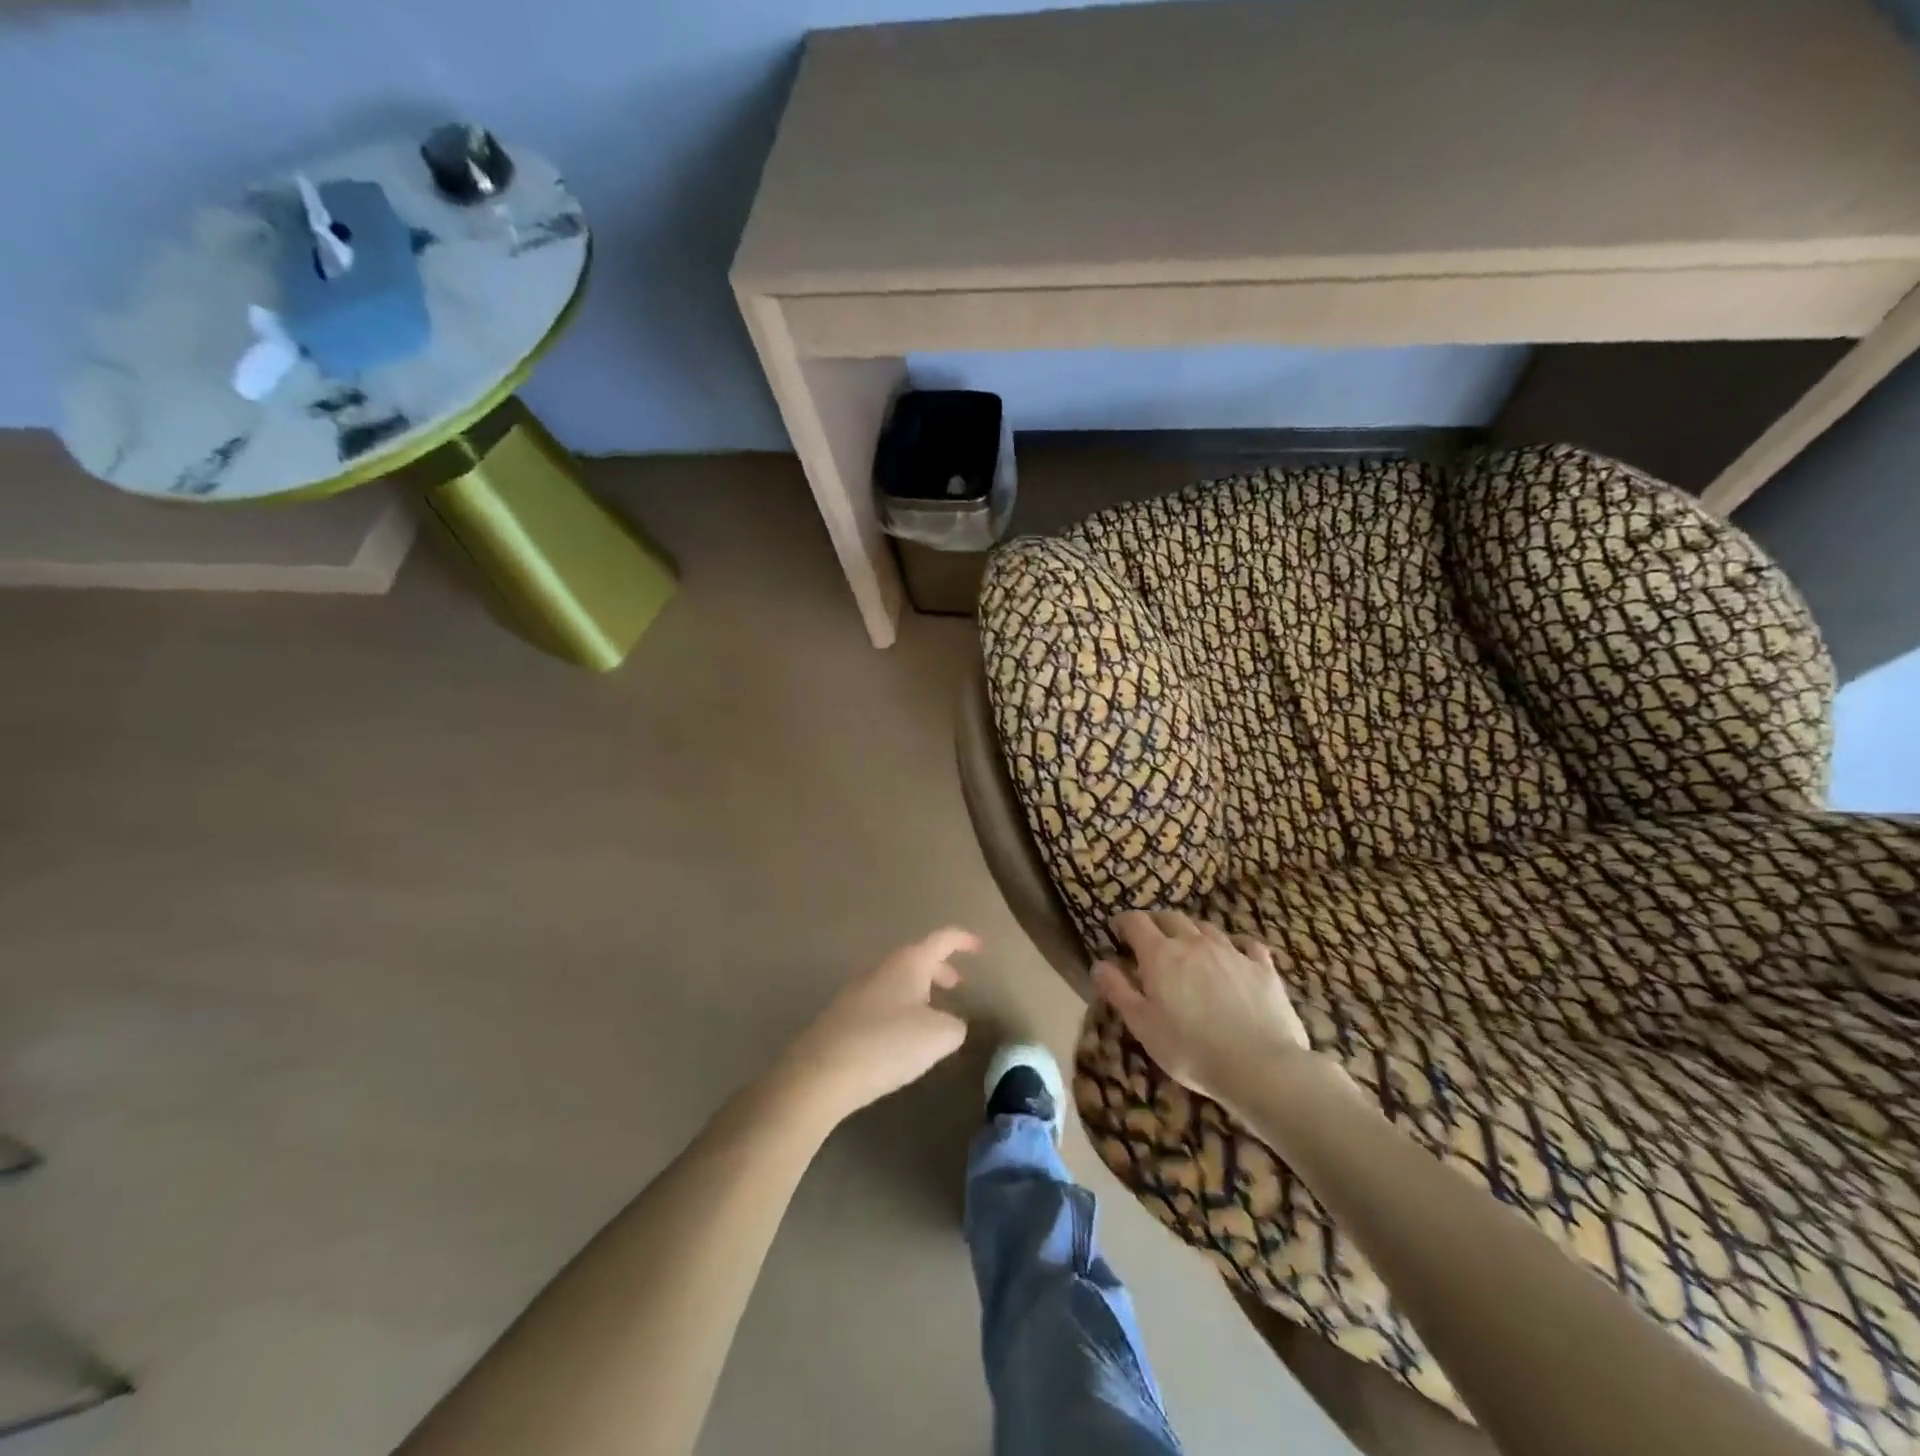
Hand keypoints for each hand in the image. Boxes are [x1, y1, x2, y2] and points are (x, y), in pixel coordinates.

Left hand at [777, 927, 974, 1121]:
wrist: (822, 1071)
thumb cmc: (888, 1043)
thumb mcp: (939, 1036)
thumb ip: (955, 1025)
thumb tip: (949, 1024)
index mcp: (909, 963)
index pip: (942, 939)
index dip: (963, 940)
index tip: (979, 947)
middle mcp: (882, 968)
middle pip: (917, 959)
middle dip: (940, 970)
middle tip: (957, 986)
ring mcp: (858, 990)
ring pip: (897, 981)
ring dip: (918, 992)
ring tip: (932, 1016)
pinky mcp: (843, 1016)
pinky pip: (880, 1002)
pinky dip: (899, 1010)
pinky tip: (901, 1039)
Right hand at [1092, 910, 1308, 1102]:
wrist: (1260, 1066)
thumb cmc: (1190, 1049)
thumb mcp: (1142, 1025)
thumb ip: (1117, 990)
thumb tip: (1099, 963)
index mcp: (1161, 954)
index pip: (1136, 921)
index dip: (1123, 922)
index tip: (1117, 931)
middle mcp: (1194, 943)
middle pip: (1171, 917)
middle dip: (1156, 922)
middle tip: (1149, 937)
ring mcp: (1232, 952)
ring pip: (1206, 927)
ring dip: (1191, 931)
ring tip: (1188, 946)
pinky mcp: (1262, 968)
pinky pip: (1247, 944)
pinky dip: (1235, 945)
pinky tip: (1236, 954)